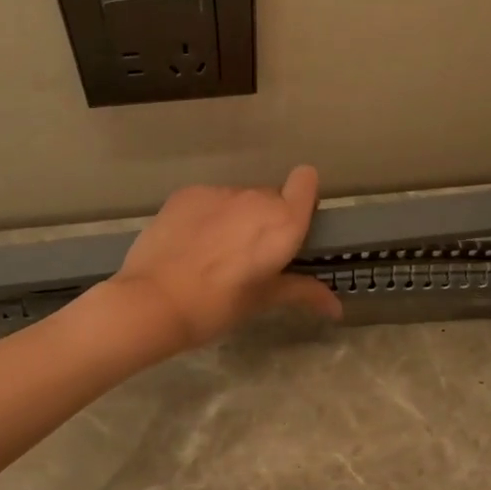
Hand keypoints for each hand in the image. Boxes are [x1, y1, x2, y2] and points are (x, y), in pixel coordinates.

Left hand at [106, 166, 344, 352]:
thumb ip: (302, 292)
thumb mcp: (262, 300)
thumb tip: (336, 308)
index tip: (293, 224)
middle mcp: (255, 198)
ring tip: (215, 252)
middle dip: (267, 219)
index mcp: (283, 223)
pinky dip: (207, 215)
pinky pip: (209, 200)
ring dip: (236, 217)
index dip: (302, 198)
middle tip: (251, 256)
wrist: (154, 301)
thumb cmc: (217, 306)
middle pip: (271, 197)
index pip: (306, 181)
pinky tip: (191, 244)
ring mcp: (218, 192)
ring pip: (238, 198)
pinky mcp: (187, 193)